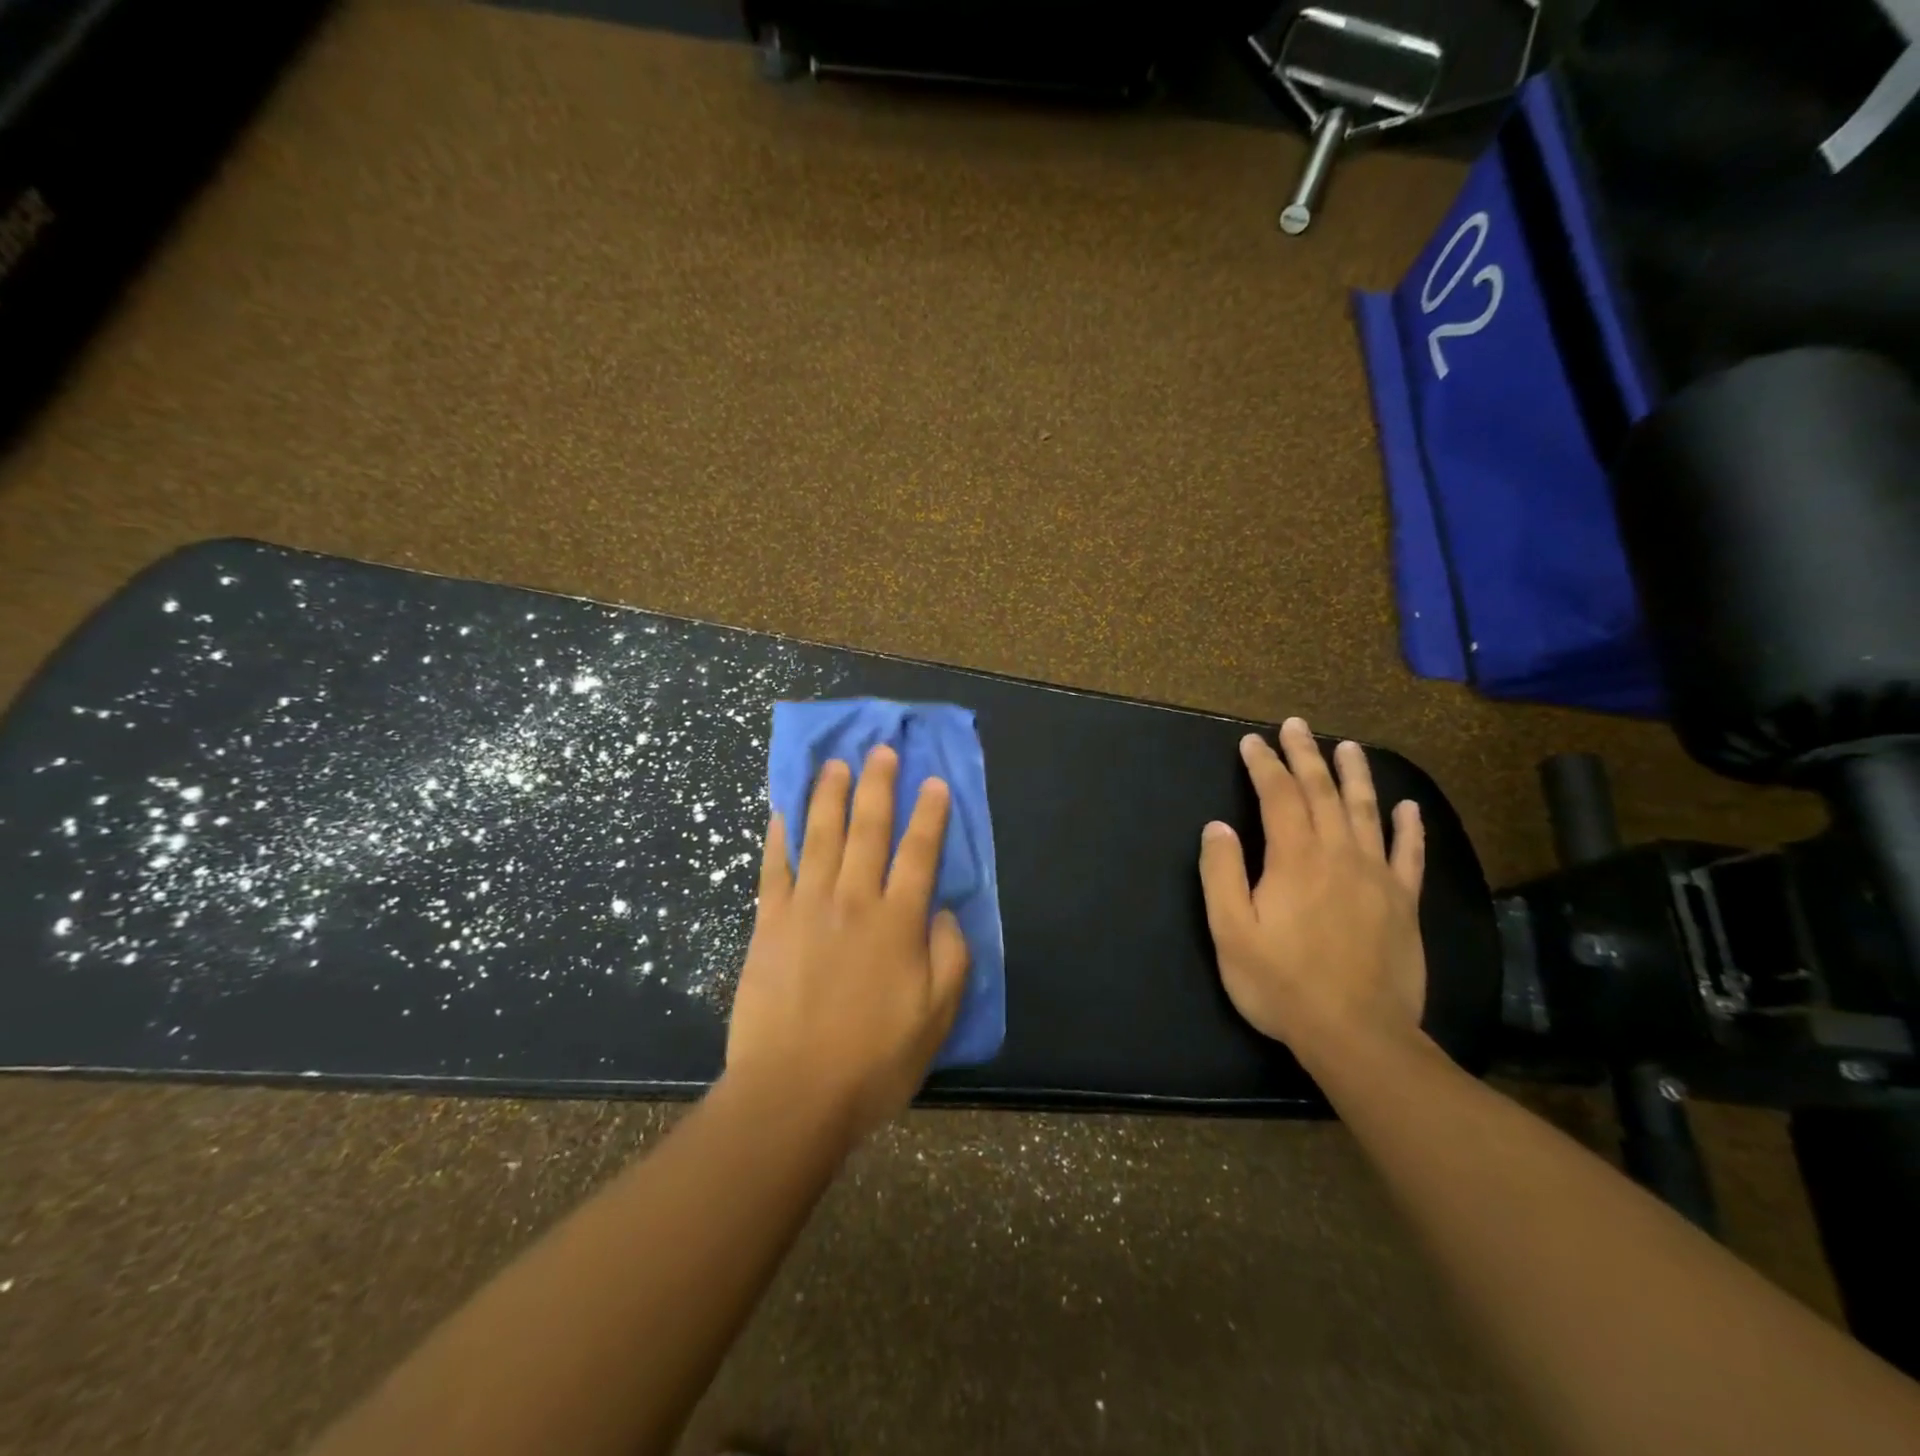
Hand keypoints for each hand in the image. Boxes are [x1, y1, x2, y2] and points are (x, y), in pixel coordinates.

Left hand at [725, 745, 969, 1142]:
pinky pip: (774, 868)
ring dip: (829, 796)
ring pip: (820, 836)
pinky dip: (778, 836)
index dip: (929, 815)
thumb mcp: (936, 1017)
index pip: (919, 853)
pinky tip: (781, 811)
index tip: (933, 782)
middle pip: (868, 830)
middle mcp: (853, 900)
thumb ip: (950, 957)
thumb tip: (943, 911)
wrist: (792, 1093)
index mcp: (898, 922)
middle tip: (881, 751)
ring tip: (835, 764)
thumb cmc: (873, 1061)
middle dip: (878, 786)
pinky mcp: (769, 923)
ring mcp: (806, 907)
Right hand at [1198, 717, 1427, 1061]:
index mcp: (1295, 859)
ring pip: (1366, 811)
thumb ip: (1222, 874)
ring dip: (1355, 775)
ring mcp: (1377, 877)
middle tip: (1297, 726)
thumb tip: (1218, 826)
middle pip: (1323, 792)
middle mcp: (1339, 855)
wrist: (1357, 1035)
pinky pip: (1409, 854)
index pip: (1278, 796)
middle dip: (1306, 755)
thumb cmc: (1282, 983)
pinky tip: (1407, 806)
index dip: (1264, 765)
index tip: (1252, 742)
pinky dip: (1408, 827)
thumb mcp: (1231, 931)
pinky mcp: (1403, 902)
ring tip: (1348, 746)